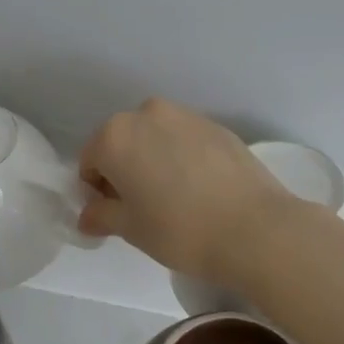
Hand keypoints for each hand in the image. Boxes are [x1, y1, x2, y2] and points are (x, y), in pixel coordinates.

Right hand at [76, 98, 292, 282]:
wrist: (254, 229)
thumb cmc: (179, 230)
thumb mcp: (130, 229)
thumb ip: (101, 215)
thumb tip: (88, 215)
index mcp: (115, 136)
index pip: (90, 161)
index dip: (95, 190)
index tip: (112, 214)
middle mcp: (147, 114)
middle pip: (122, 142)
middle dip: (124, 170)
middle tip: (141, 207)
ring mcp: (186, 116)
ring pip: (155, 138)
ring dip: (154, 160)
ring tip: (173, 197)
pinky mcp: (218, 126)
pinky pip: (185, 140)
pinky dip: (182, 158)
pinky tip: (199, 189)